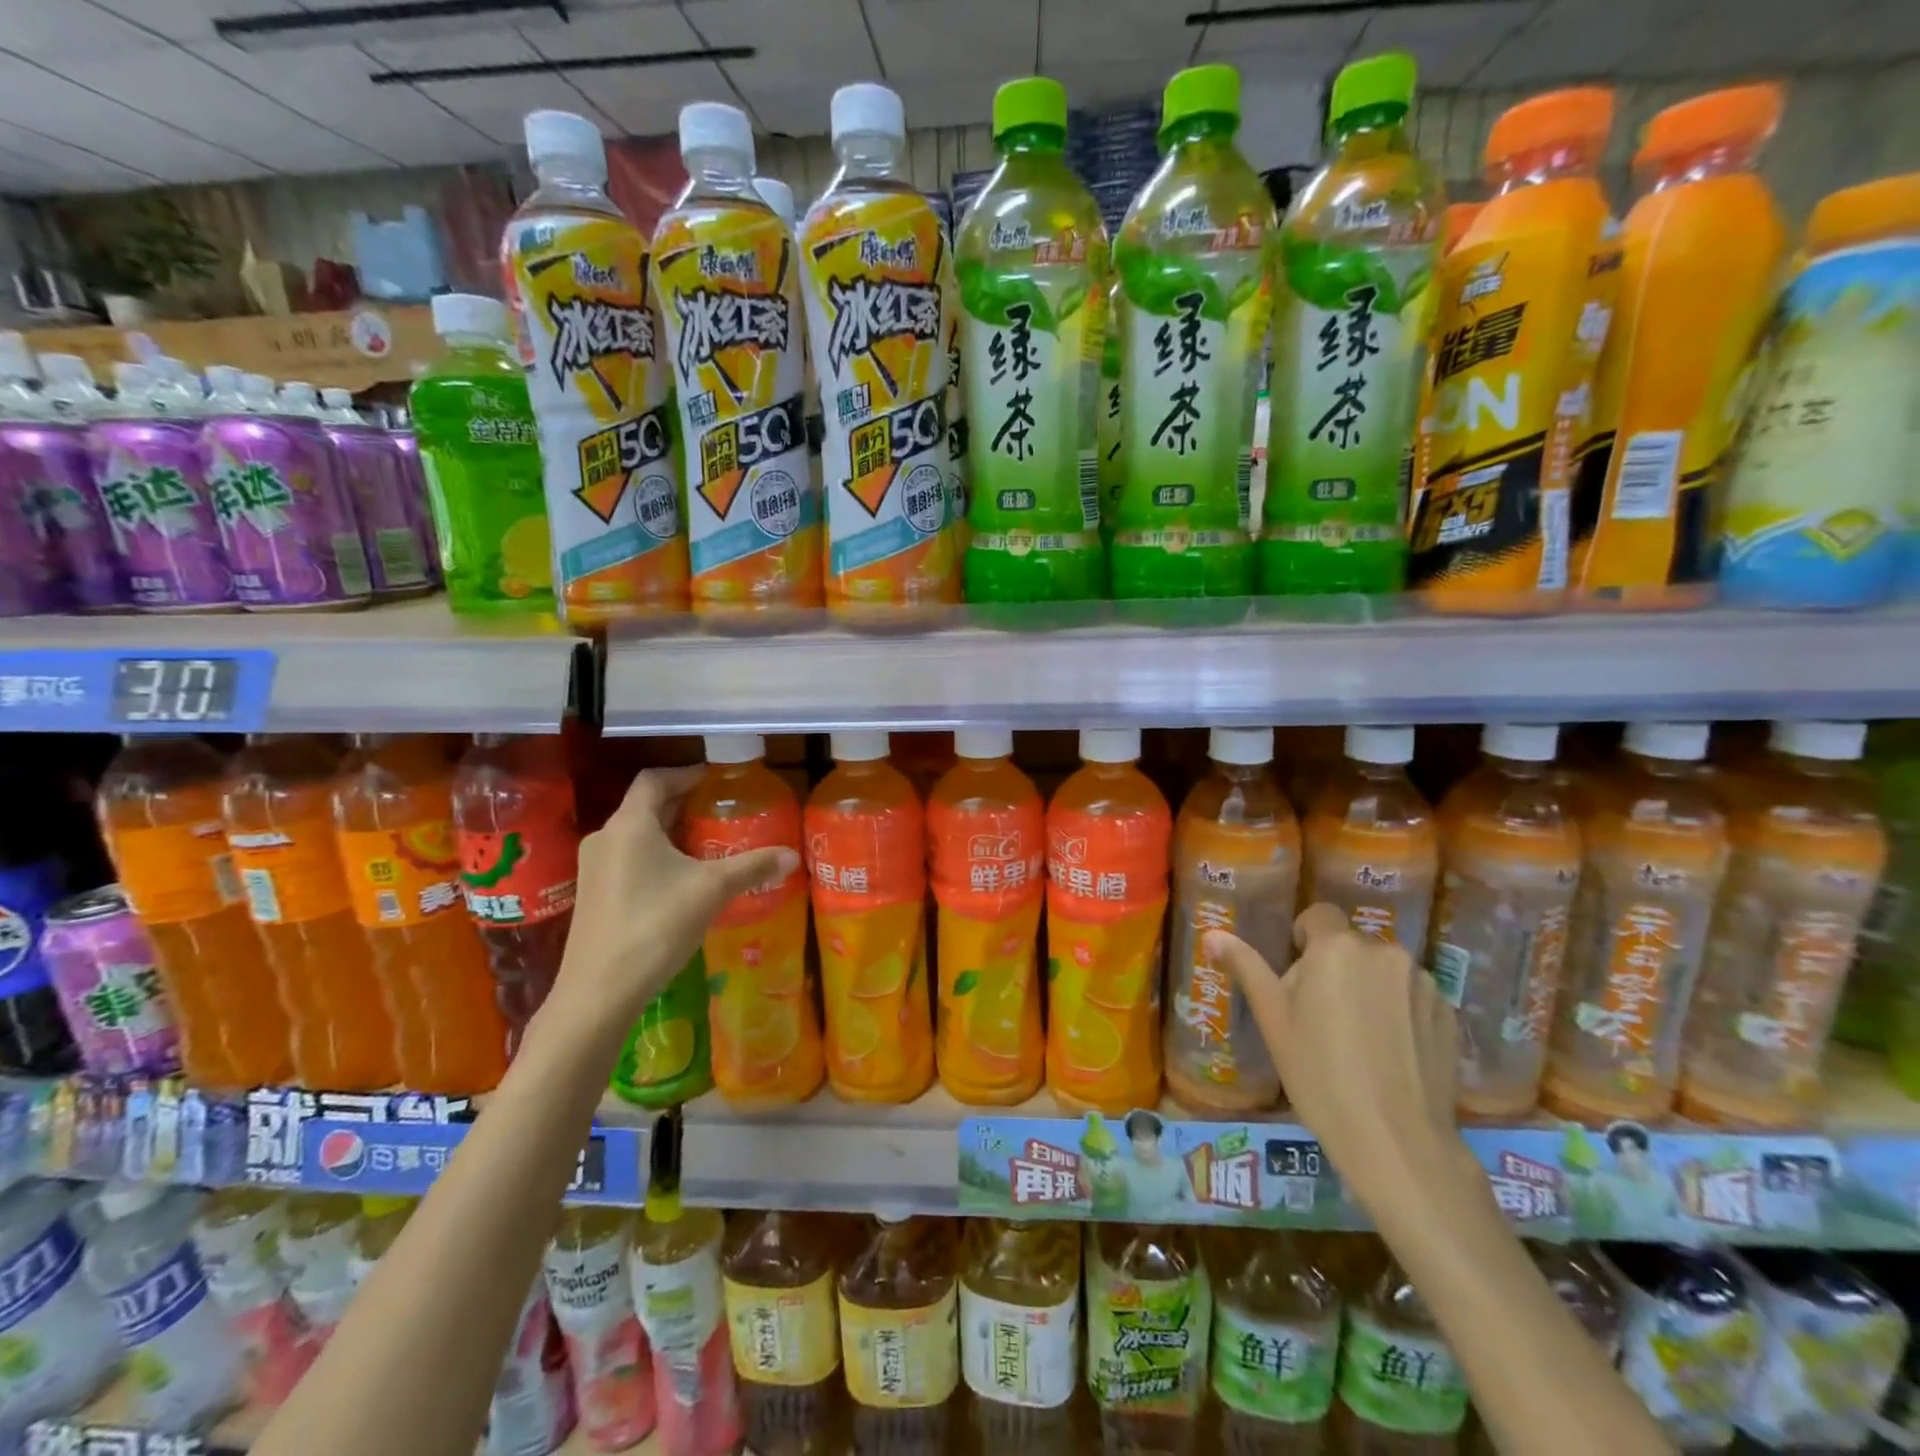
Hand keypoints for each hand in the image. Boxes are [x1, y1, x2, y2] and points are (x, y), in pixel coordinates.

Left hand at [552, 767, 799, 1035]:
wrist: (599, 991)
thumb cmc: (655, 925)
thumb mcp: (712, 890)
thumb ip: (753, 867)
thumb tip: (792, 855)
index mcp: (630, 824)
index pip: (655, 779)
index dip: (686, 773)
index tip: (715, 779)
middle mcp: (605, 837)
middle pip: (645, 805)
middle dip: (682, 803)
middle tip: (719, 809)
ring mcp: (594, 868)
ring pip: (636, 834)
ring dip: (669, 831)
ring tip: (706, 843)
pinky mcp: (593, 895)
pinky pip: (628, 858)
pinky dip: (655, 855)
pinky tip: (681, 879)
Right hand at [1203, 904, 1464, 1218]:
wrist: (1396, 1140)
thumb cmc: (1319, 1073)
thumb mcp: (1272, 1019)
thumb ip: (1246, 967)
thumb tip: (1213, 934)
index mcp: (1336, 948)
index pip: (1318, 916)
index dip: (1304, 938)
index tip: (1298, 978)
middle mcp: (1384, 952)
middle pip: (1351, 946)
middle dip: (1336, 969)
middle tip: (1322, 1016)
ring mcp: (1423, 983)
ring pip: (1383, 972)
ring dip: (1370, 989)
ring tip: (1361, 1040)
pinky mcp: (1449, 1014)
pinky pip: (1413, 997)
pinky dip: (1400, 1013)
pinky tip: (1392, 1054)